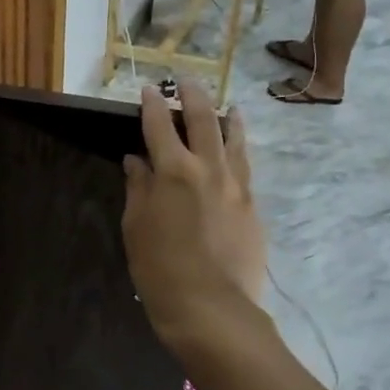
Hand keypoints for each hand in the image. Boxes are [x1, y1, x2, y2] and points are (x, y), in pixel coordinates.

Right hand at [122, 81, 266, 347]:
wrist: (212, 308)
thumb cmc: (160, 269)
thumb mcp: (137, 227)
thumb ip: (138, 188)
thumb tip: (136, 161)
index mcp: (172, 171)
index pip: (159, 126)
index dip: (152, 105)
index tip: (149, 89)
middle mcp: (208, 168)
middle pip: (202, 120)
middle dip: (192, 96)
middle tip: (186, 81)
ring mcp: (236, 186)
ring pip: (234, 140)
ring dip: (226, 118)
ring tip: (226, 105)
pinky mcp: (252, 207)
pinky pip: (246, 167)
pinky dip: (241, 149)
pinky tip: (239, 148)